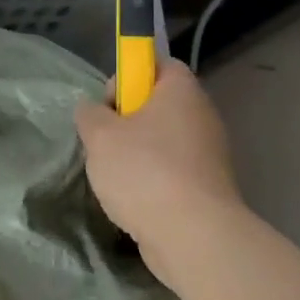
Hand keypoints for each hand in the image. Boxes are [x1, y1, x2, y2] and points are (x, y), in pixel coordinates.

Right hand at [74, 59, 241, 261]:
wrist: (192, 235)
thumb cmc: (144, 171)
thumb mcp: (99, 135)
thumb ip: (90, 114)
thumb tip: (92, 109)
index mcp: (181, 92)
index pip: (160, 64)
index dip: (130, 74)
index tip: (108, 101)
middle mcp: (202, 117)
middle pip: (159, 104)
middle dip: (126, 119)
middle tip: (102, 140)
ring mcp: (208, 154)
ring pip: (163, 140)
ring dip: (135, 153)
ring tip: (112, 175)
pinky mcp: (206, 187)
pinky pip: (171, 171)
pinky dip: (150, 180)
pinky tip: (131, 199)